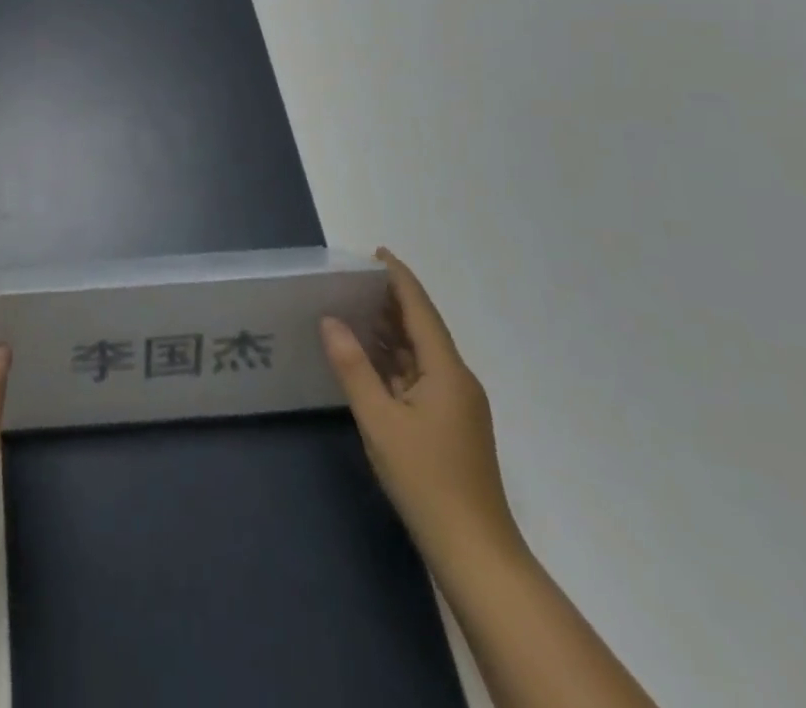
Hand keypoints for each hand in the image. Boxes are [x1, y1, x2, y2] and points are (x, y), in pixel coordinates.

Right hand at [322, 248, 521, 569]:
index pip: (420, 310)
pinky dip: (395, 360)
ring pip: (421, 354)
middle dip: (392, 301)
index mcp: (447, 371)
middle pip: (423, 328)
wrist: (475, 552)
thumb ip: (353, 367)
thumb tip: (331, 320)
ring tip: (355, 309)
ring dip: (392, 331)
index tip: (376, 253)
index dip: (399, 279)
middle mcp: (457, 380)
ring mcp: (457, 405)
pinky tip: (371, 359)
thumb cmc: (426, 480)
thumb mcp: (379, 420)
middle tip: (354, 279)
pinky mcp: (451, 425)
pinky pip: (420, 376)